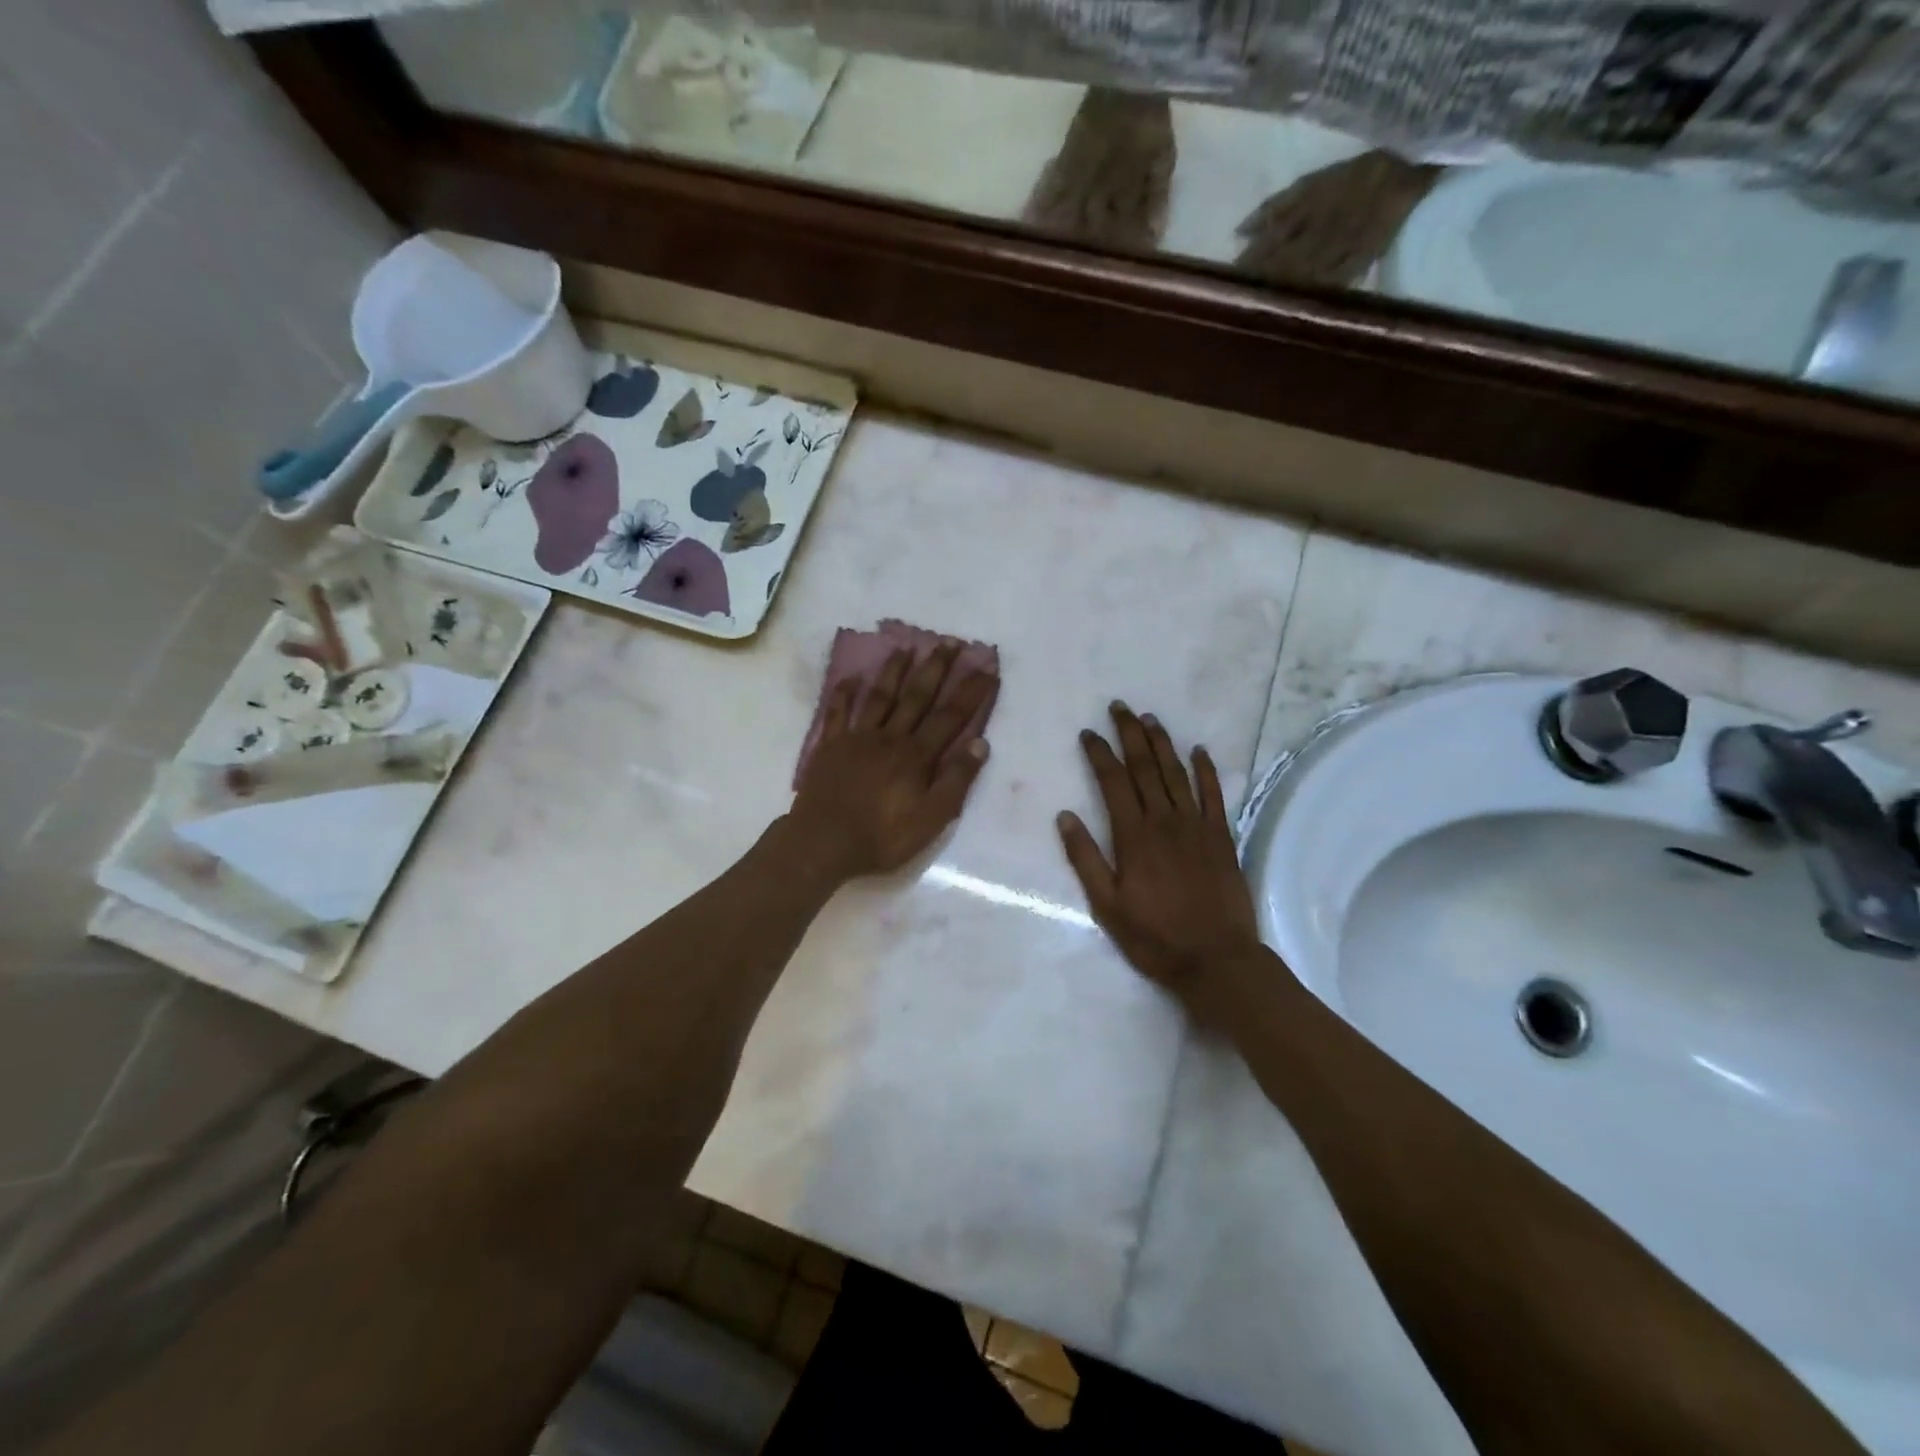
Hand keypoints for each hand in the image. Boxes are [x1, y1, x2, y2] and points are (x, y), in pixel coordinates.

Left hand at [790, 640, 997, 881]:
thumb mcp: (931, 819)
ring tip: (906, 646)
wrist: (823, 843)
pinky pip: (838, 712)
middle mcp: (889, 737)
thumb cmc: (882, 837)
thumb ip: (956, 780)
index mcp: (916, 755)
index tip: (987, 668)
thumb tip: (980, 743)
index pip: (950, 717)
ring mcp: (857, 738)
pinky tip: (850, 677)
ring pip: (880, 696)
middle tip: (950, 641)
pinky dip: (844, 693)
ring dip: (894, 670)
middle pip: (917, 696)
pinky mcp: (830, 746)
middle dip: (936, 667)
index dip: (970, 692)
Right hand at [1058, 702, 1262, 999]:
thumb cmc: (1154, 937)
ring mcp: (1197, 826)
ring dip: (1162, 743)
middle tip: (1119, 707)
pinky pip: (1214, 795)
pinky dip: (1206, 770)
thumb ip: (1085, 859)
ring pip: (1177, 773)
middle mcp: (1164, 821)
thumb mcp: (1106, 906)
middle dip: (1130, 734)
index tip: (1089, 732)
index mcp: (1133, 836)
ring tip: (1149, 718)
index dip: (1100, 754)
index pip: (1113, 782)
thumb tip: (1065, 816)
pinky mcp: (1222, 837)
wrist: (1217, 959)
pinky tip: (1198, 751)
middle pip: (1145, 768)